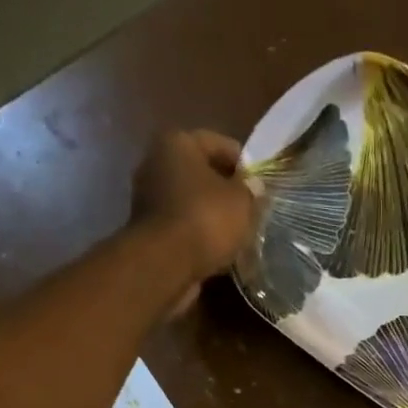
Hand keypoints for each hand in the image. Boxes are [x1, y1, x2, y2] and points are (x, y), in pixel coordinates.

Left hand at [131, 130, 257, 284]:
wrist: (165, 265)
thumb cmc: (206, 220)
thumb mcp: (242, 201)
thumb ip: (250, 189)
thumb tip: (253, 185)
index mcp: (177, 142)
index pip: (219, 144)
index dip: (244, 164)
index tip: (259, 185)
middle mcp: (156, 163)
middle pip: (201, 173)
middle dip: (224, 190)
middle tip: (249, 209)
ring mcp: (148, 199)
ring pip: (191, 202)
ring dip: (211, 215)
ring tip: (236, 233)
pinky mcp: (148, 231)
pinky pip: (182, 226)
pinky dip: (198, 235)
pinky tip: (217, 249)